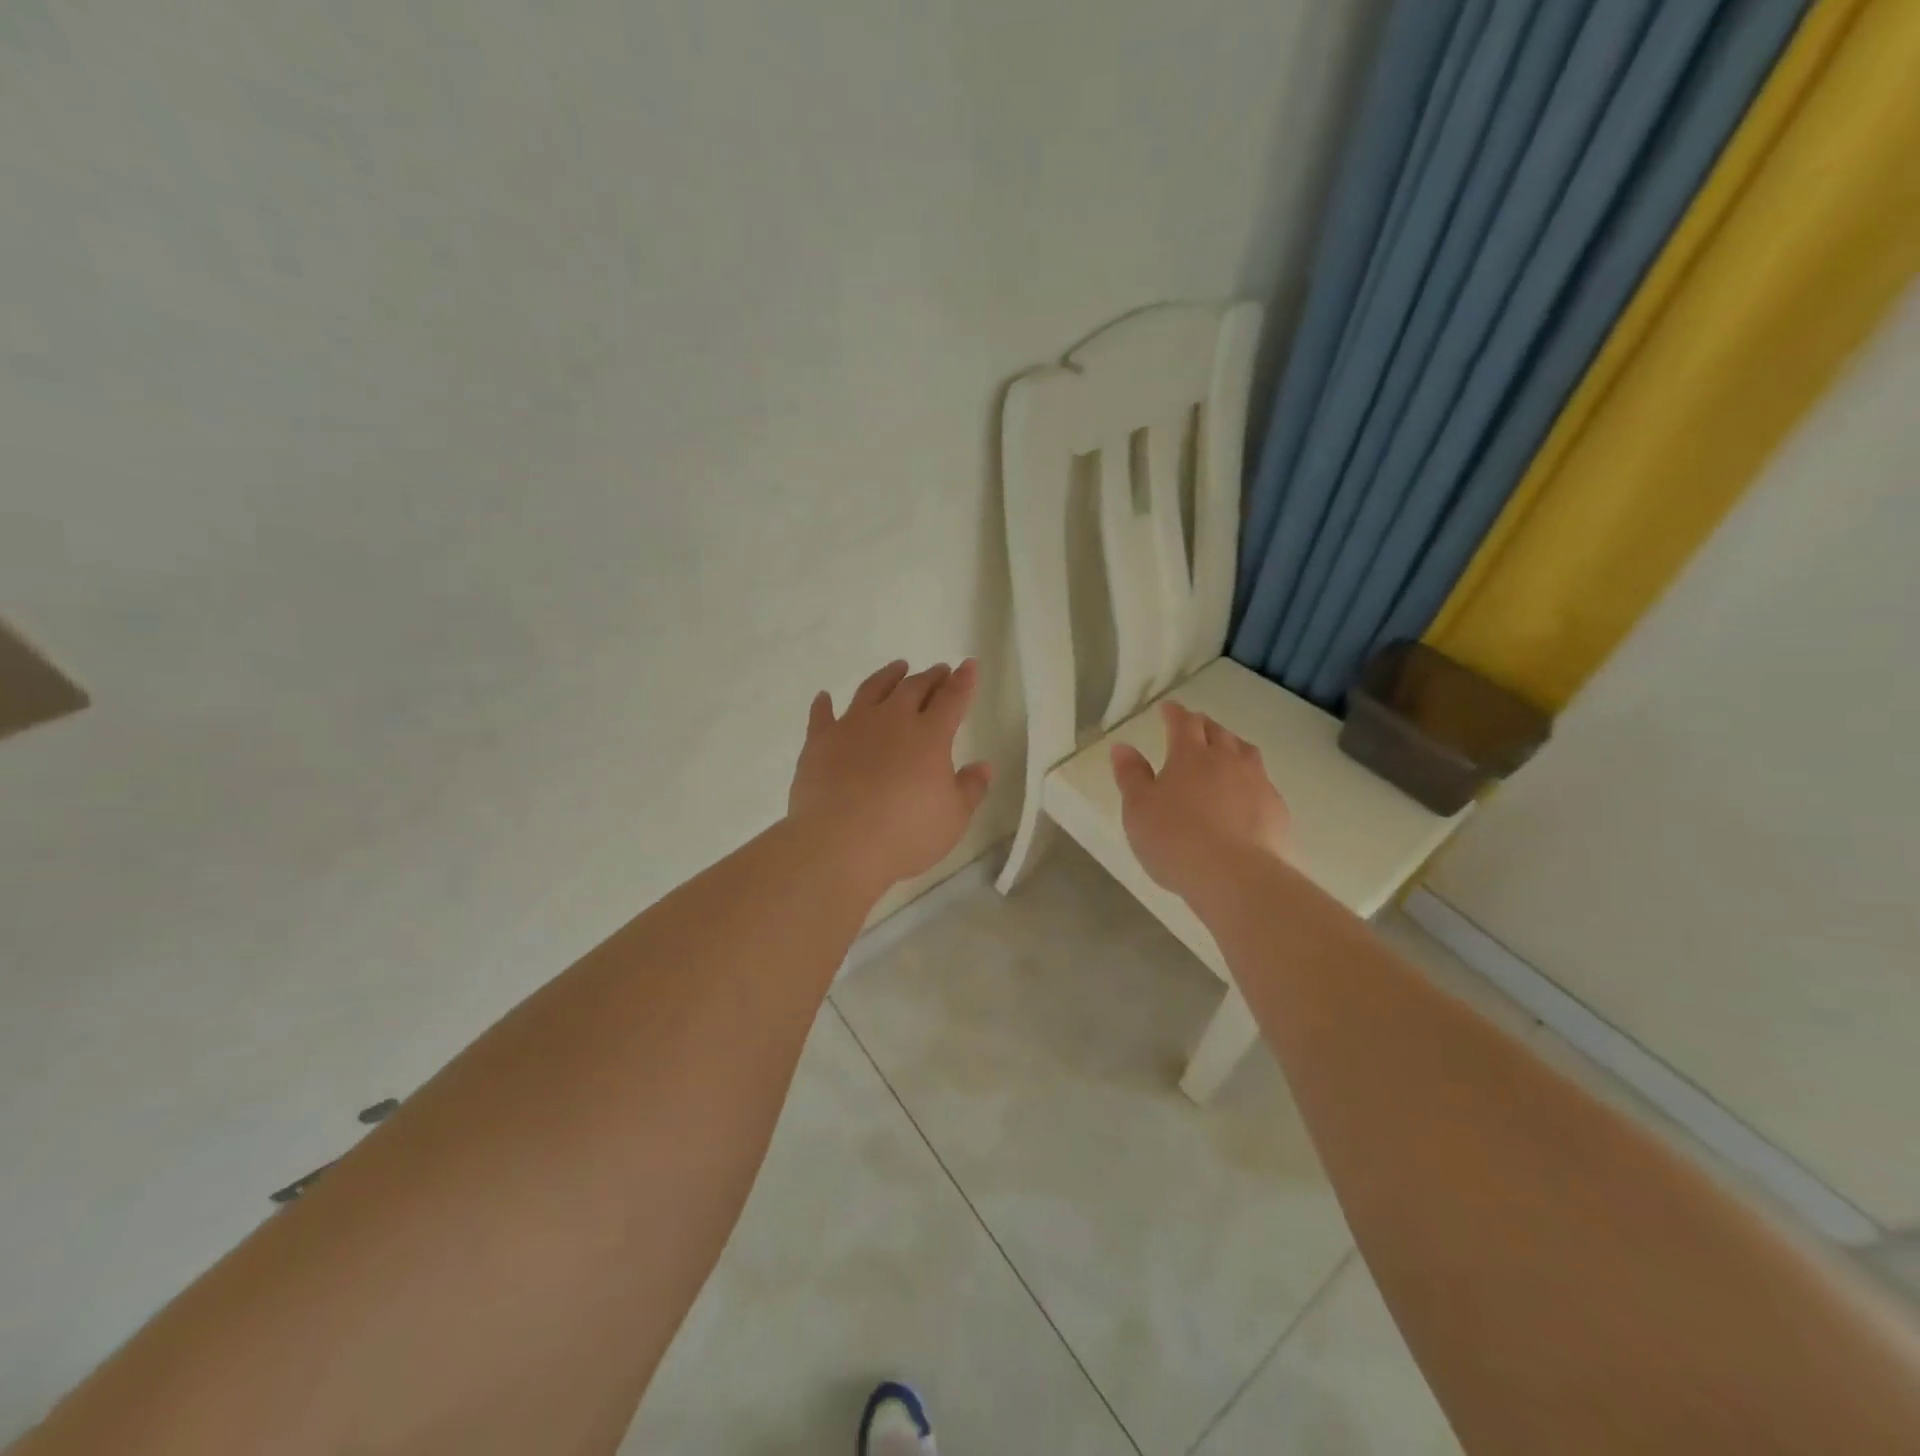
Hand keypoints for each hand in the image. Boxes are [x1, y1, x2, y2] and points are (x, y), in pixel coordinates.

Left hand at [788, 658, 992, 896]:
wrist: (839, 844)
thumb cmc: (906, 833)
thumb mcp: (953, 818)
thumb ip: (971, 788)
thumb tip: (983, 766)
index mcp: (929, 736)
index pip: (952, 699)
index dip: (963, 681)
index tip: (969, 665)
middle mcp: (892, 720)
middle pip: (914, 688)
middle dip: (930, 677)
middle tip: (938, 670)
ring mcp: (852, 726)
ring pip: (872, 690)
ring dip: (887, 676)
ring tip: (898, 668)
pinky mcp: (820, 742)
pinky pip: (822, 715)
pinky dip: (824, 704)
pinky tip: (824, 697)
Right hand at [1110, 700, 1289, 905]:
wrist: (1236, 876)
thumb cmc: (1176, 839)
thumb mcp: (1138, 809)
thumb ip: (1131, 776)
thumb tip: (1122, 747)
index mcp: (1190, 755)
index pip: (1183, 723)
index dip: (1174, 713)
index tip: (1167, 708)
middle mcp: (1227, 760)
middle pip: (1217, 732)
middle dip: (1203, 725)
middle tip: (1194, 726)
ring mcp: (1256, 782)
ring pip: (1245, 751)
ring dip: (1232, 745)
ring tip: (1225, 750)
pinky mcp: (1276, 808)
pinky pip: (1262, 781)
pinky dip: (1250, 778)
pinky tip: (1245, 793)